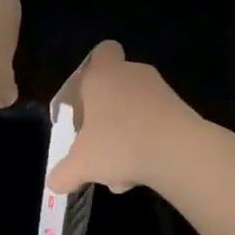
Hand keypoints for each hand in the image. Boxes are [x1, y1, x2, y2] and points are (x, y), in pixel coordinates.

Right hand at [47, 41, 204, 193]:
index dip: (92, 71)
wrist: (179, 151)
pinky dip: (147, 144)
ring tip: (120, 172)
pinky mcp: (180, 109)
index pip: (102, 52)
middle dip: (105, 117)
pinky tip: (141, 174)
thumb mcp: (81, 164)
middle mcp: (131, 74)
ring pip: (134, 111)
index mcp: (102, 75)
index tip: (85, 101)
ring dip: (125, 136)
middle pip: (115, 88)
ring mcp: (159, 90)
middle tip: (97, 144)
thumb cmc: (118, 144)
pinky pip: (155, 124)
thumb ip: (63, 173)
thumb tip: (54, 182)